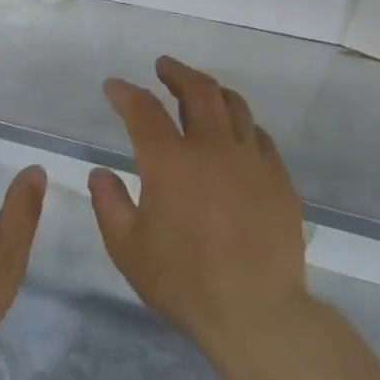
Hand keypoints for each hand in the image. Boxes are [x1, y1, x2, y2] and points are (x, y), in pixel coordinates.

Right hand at [90, 56, 311, 364]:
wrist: (256, 312)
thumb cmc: (184, 282)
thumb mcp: (127, 248)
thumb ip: (109, 204)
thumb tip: (101, 173)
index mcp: (170, 162)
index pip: (143, 109)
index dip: (125, 92)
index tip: (114, 87)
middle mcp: (212, 148)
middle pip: (198, 90)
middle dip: (176, 72)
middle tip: (164, 67)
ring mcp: (252, 161)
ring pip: (235, 106)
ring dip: (212, 90)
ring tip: (200, 90)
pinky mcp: (278, 179)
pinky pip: (259, 136)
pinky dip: (241, 124)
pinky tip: (236, 133)